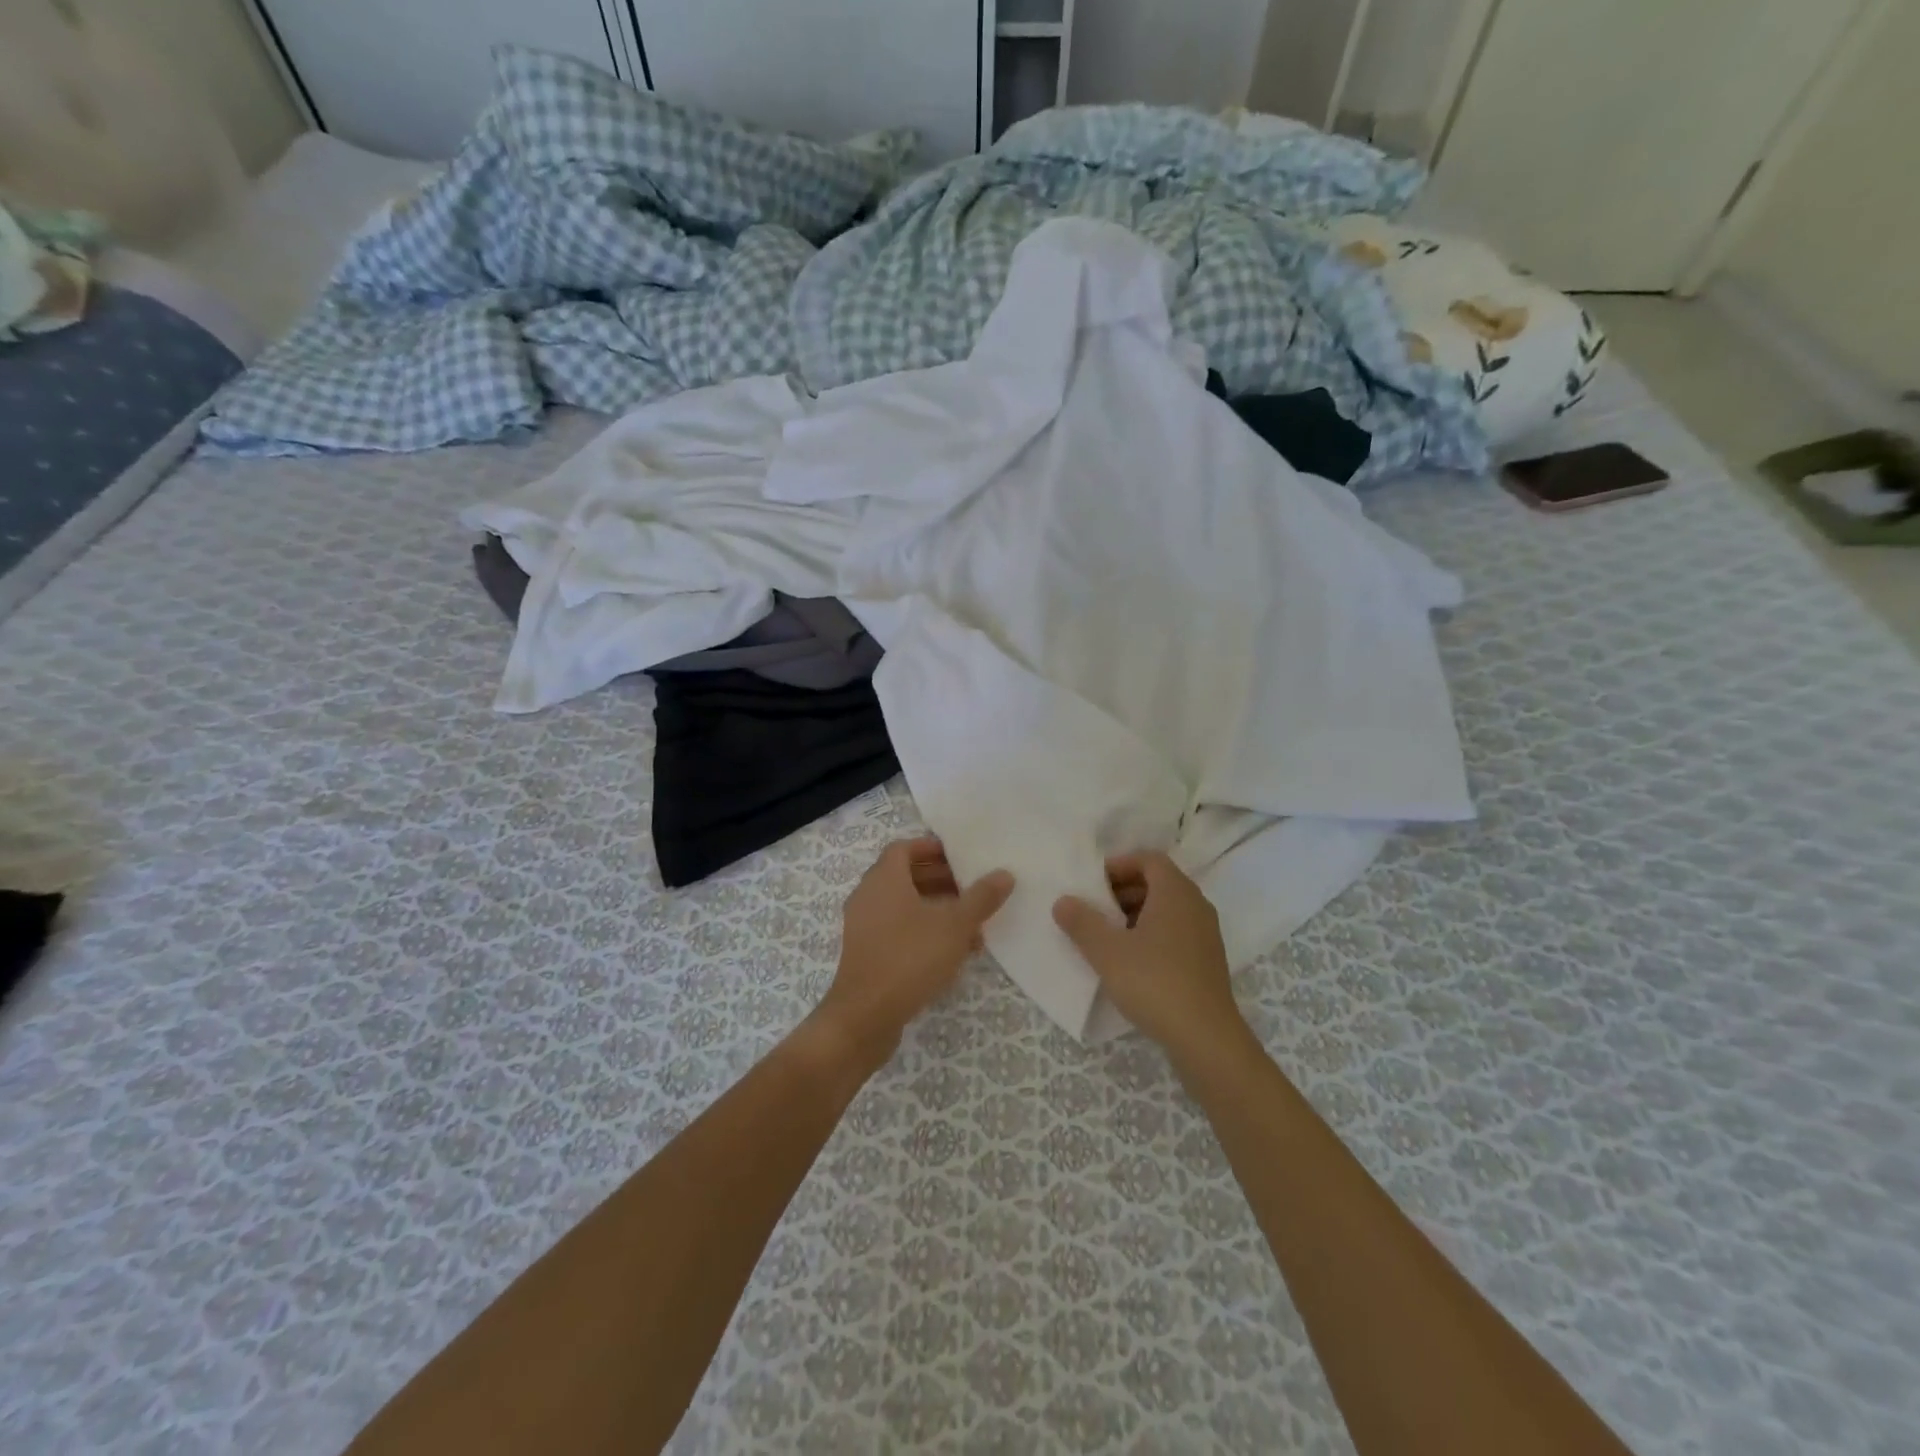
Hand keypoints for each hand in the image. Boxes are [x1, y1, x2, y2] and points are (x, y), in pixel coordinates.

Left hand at [816, 838, 1013, 1065]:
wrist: (865, 1017)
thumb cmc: (910, 958)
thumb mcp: (955, 926)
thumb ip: (981, 898)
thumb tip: (1004, 874)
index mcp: (884, 879)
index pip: (904, 848)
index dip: (931, 848)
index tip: (959, 856)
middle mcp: (868, 896)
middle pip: (905, 876)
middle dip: (940, 880)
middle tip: (971, 888)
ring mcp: (864, 926)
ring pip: (904, 906)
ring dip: (936, 909)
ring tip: (972, 926)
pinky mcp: (866, 953)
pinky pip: (897, 929)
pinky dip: (923, 931)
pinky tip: (953, 953)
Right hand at [1052, 852, 1244, 1065]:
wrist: (1205, 1038)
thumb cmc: (1154, 982)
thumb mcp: (1107, 951)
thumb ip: (1081, 922)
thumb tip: (1063, 900)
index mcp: (1175, 892)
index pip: (1149, 859)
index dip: (1119, 865)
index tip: (1093, 883)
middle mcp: (1196, 905)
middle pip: (1158, 882)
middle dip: (1123, 890)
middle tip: (1094, 908)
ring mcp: (1206, 934)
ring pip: (1167, 910)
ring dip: (1136, 914)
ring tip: (1107, 936)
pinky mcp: (1207, 961)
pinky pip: (1176, 932)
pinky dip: (1152, 935)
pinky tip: (1130, 961)